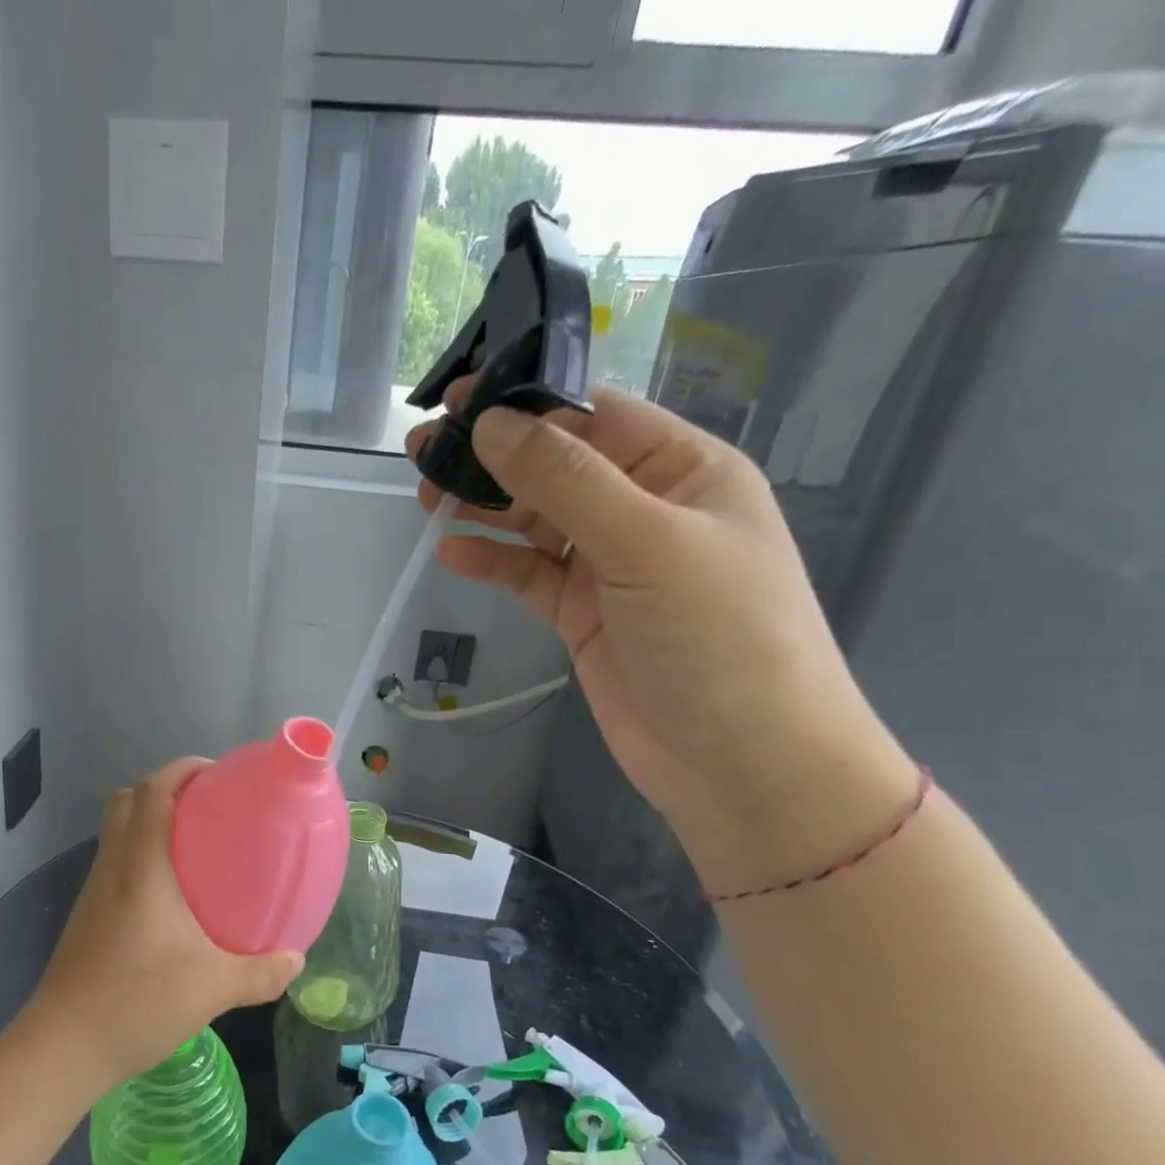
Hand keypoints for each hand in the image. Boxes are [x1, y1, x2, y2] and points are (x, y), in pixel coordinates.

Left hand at [17, 758, 303, 1091]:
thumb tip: (296, 959)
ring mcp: (94, 891)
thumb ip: (261, 972)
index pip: (152, 792)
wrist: (63, 1047)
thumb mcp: (212, 988)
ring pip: (117, 831)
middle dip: (165, 789)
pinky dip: (141, 855)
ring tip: (196, 846)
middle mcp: (113, 867)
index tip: (215, 773)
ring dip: (150, 822)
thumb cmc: (137, 1002)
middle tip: (208, 807)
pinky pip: (115, 863)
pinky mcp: (87, 916)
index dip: (181, 769)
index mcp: (141, 866)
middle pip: (127, 801)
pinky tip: (171, 895)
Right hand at [409, 380, 916, 894]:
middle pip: (556, 465)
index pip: (595, 416)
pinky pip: (530, 574)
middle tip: (422, 451)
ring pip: (536, 520)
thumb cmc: (718, 638)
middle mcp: (645, 508)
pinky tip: (452, 553)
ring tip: (426, 496)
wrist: (741, 762)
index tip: (458, 401)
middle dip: (493, 455)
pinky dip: (493, 561)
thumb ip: (566, 481)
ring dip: (484, 506)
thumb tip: (490, 424)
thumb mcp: (646, 543)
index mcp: (683, 469)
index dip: (526, 403)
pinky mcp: (582, 615)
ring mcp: (611, 565)